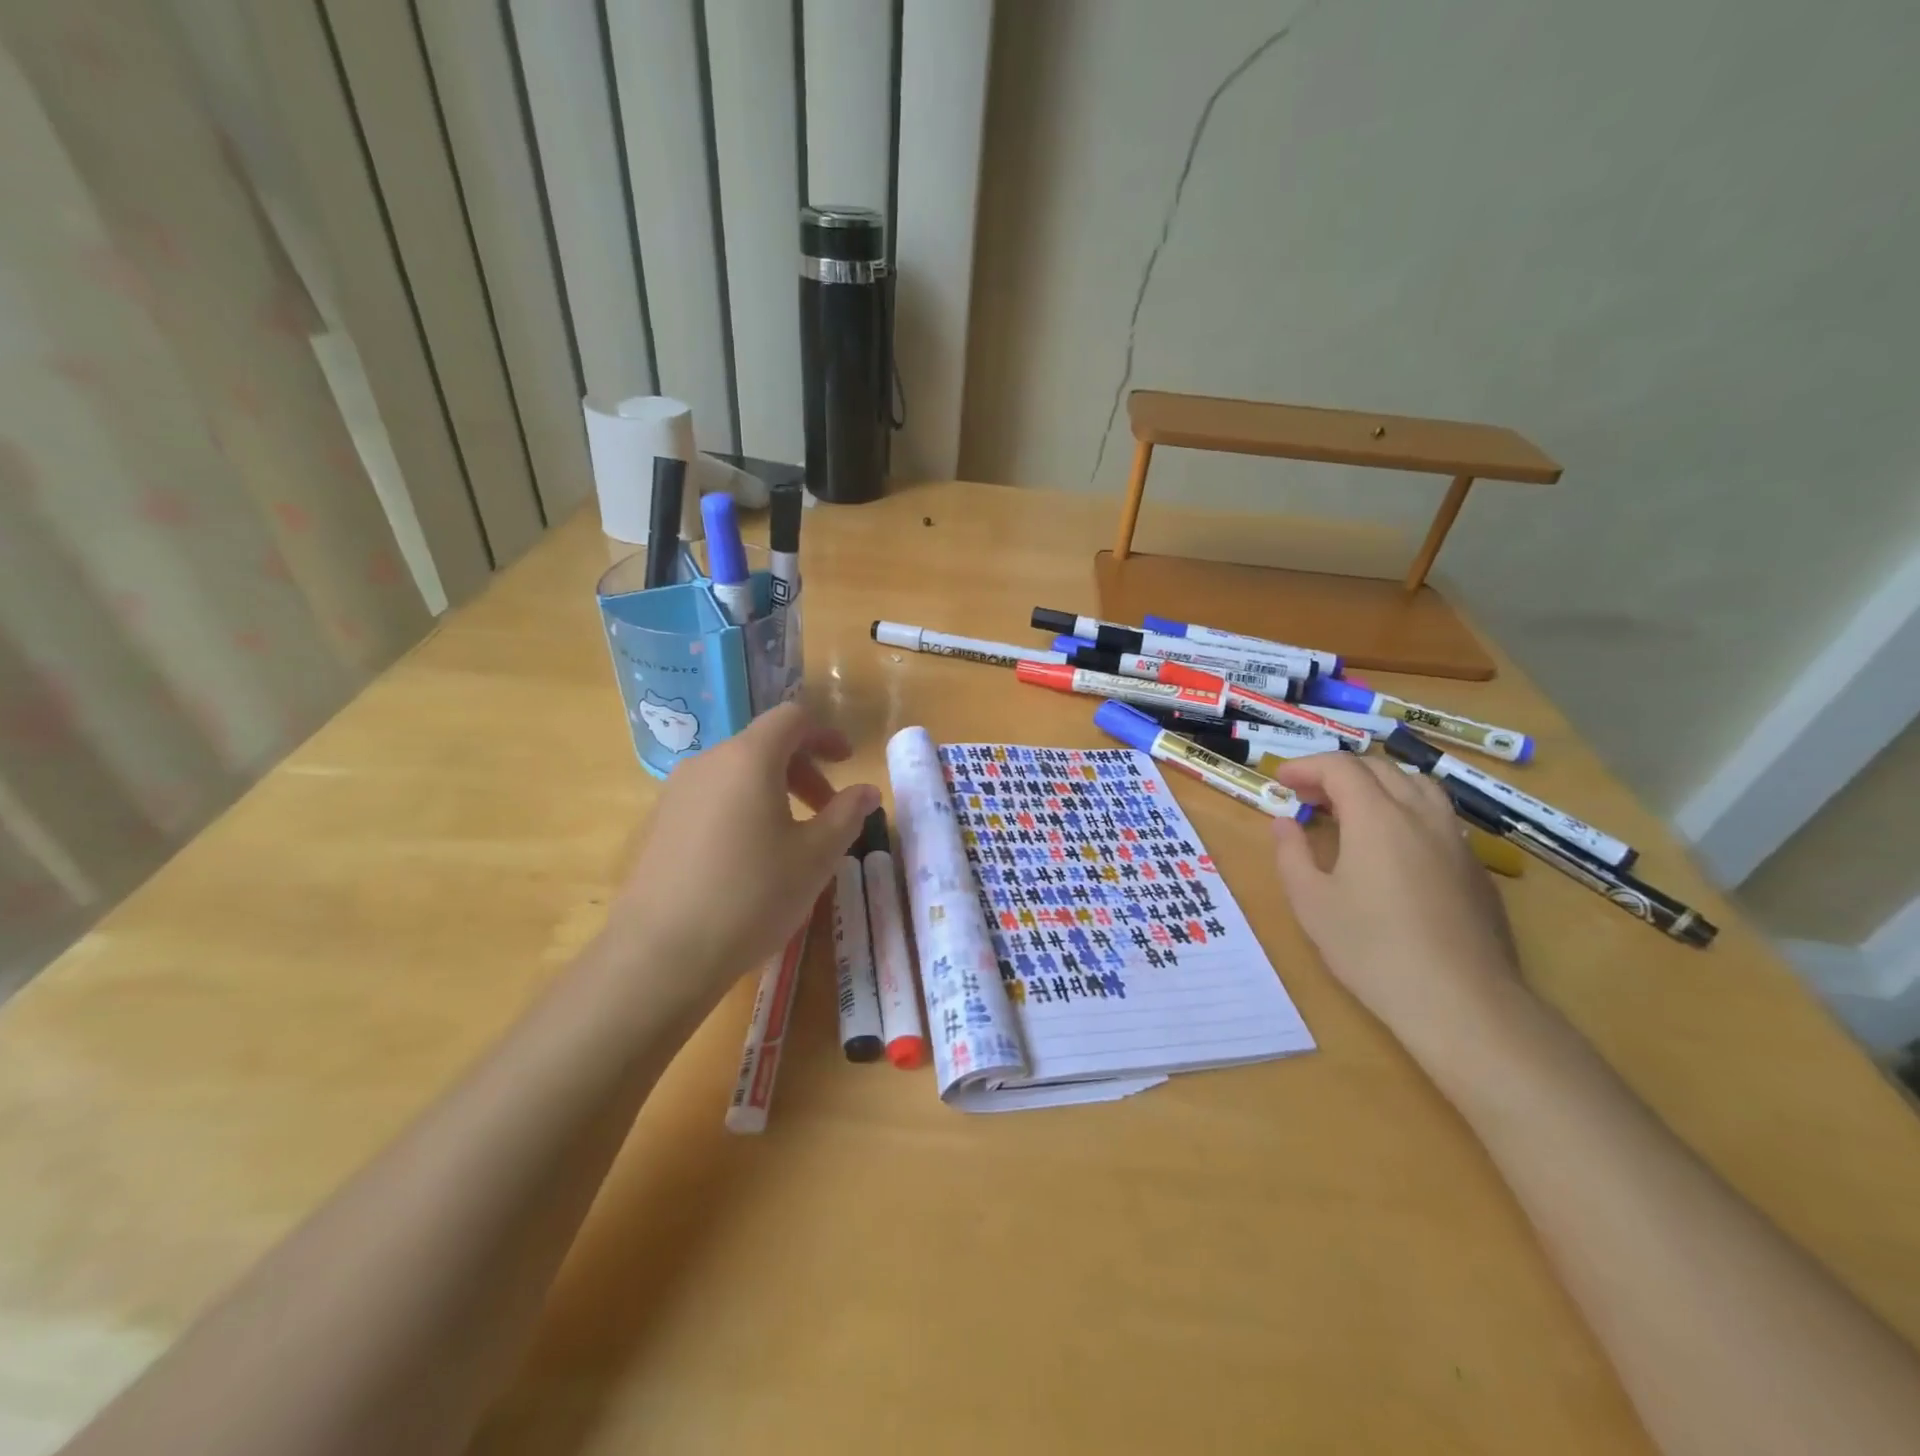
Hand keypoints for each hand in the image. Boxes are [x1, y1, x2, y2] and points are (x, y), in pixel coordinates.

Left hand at [596, 704, 880, 1016]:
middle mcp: (708, 762)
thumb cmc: (752, 895)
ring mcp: (676, 793)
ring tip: (791, 839)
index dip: (825, 734)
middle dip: (803, 770)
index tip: (846, 764)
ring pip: (736, 774)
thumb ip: (846, 814)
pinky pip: (712, 799)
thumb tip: (867, 791)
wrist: (660, 954)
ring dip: (773, 792)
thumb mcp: (816, 856)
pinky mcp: (659, 824)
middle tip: (827, 812)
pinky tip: (748, 859)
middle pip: (763, 745)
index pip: (791, 719)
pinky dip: (742, 809)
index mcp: (749, 758)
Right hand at [1269, 754, 1523, 1061]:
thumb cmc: (1372, 949)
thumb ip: (1292, 854)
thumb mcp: (1311, 902)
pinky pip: (1437, 817)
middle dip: (1339, 773)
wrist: (1460, 1001)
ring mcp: (1455, 840)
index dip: (1307, 766)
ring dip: (1378, 785)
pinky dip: (1405, 811)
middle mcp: (1420, 815)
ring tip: (1352, 811)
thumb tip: (1285, 824)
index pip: (1341, 767)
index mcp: (1377, 817)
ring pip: (1417, 786)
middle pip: (1381, 769)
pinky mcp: (1475, 868)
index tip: (1282, 780)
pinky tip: (1392, 848)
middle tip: (1308, 796)